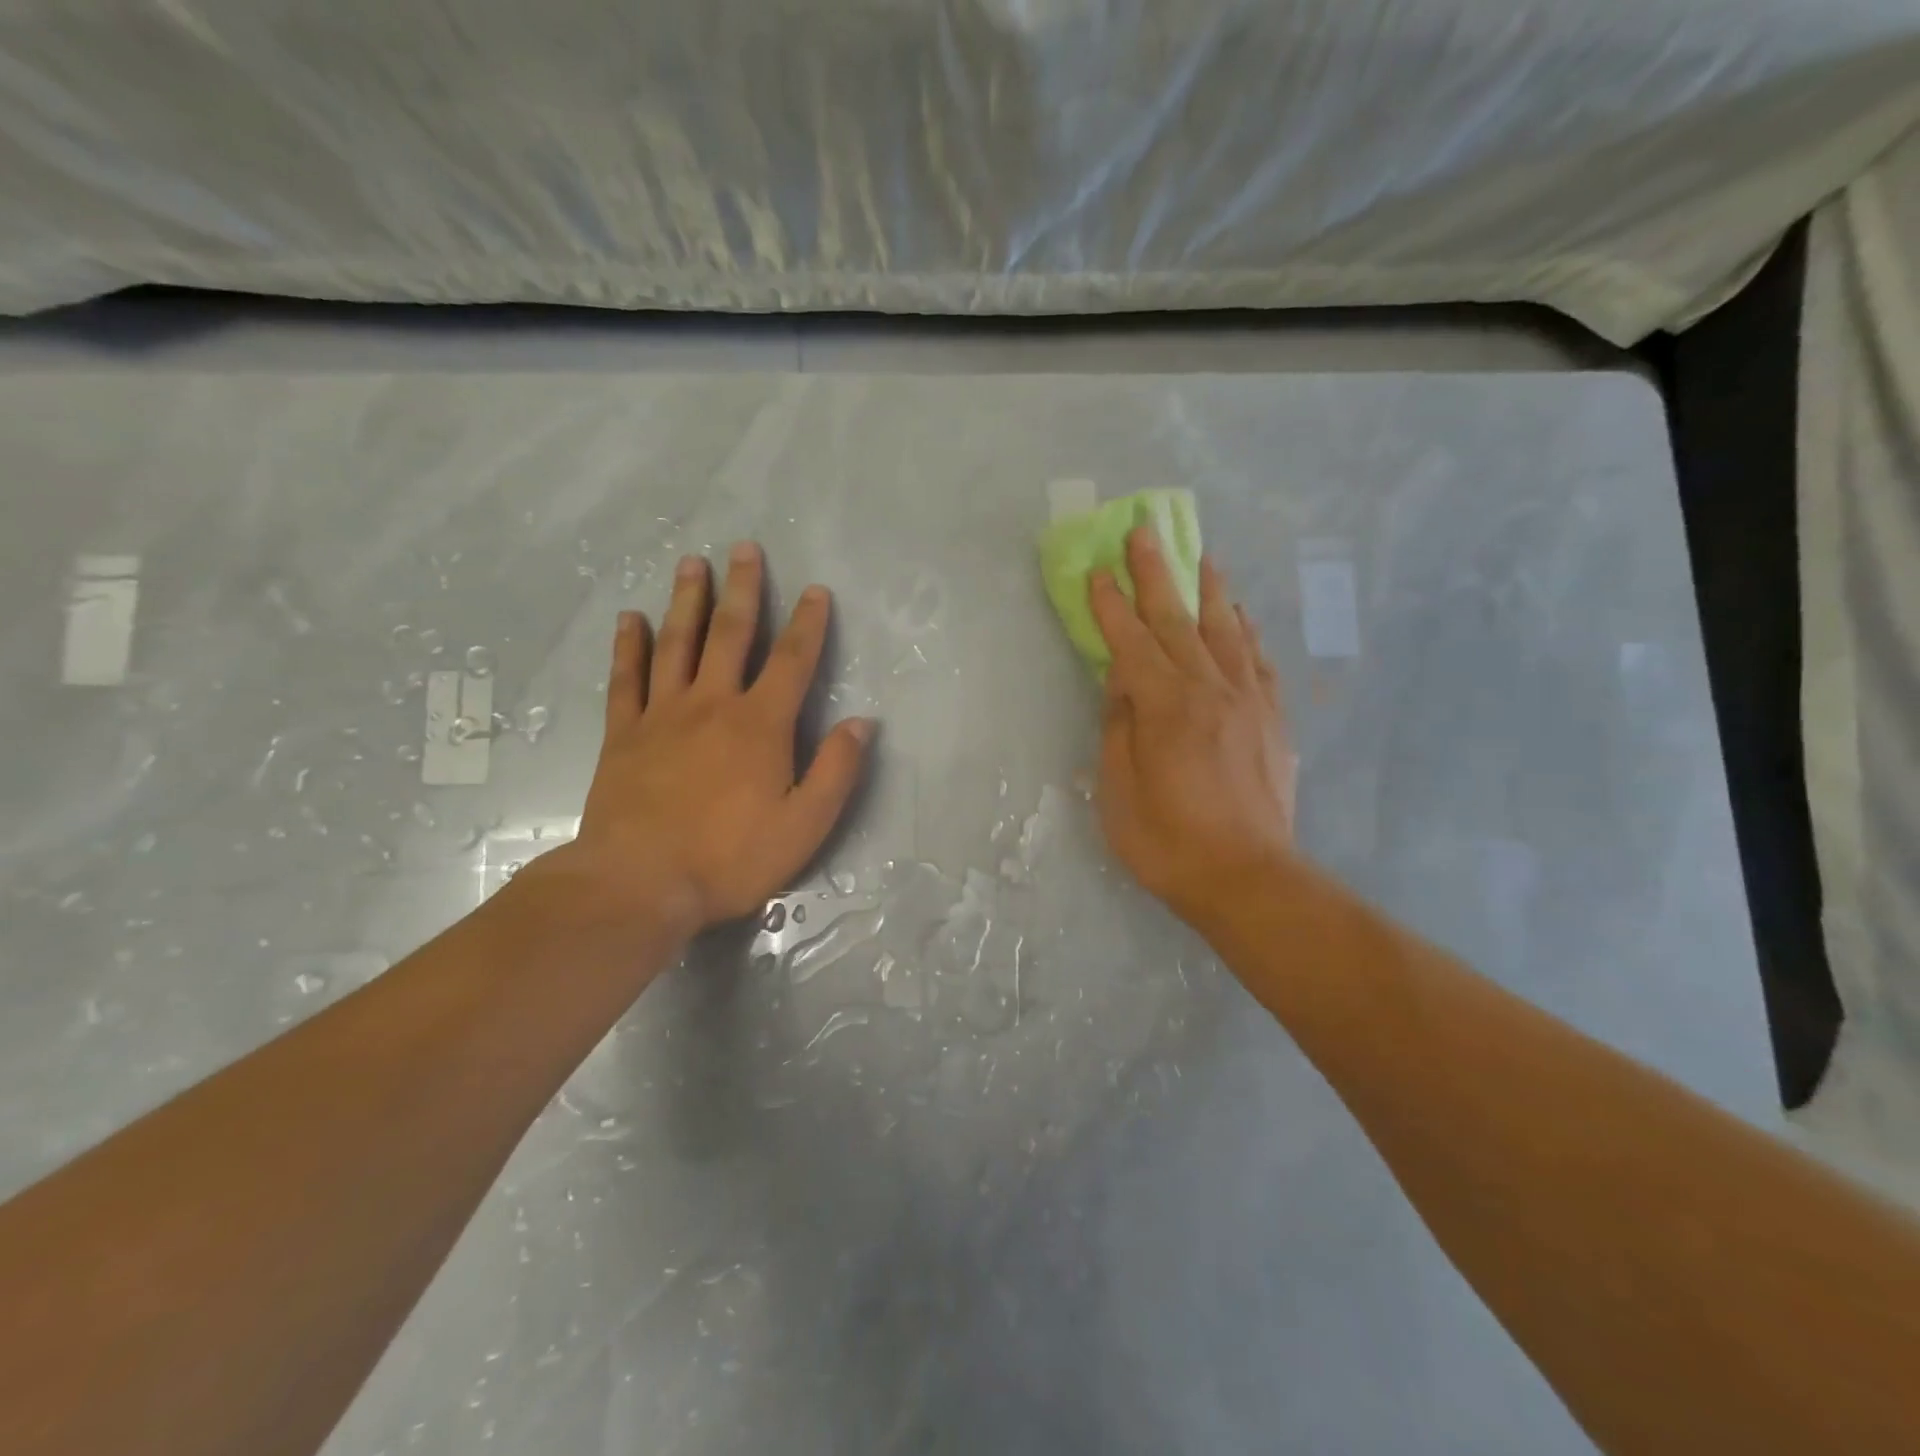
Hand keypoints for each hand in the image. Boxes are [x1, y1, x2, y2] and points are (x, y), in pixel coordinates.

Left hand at [537, 542, 874, 939]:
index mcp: (760, 725)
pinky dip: (628, 646)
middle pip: (730, 635)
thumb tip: (863, 723)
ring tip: (691, 563)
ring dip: (686, 601)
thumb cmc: (730, 858)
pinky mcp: (623, 734)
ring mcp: (662, 715)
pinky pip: (626, 678)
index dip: (808, 623)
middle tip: (744, 548)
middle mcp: (712, 704)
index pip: (793, 661)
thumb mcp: (805, 824)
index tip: (816, 590)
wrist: (639, 884)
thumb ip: (837, 770)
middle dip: (743, 590)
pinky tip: (630, 618)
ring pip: (677, 643)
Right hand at [1089, 526, 1297, 932]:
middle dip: (1156, 575)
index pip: (1130, 642)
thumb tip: (1121, 683)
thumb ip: (1120, 727)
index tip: (1096, 571)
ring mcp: (1248, 702)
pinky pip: (1258, 662)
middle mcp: (1209, 690)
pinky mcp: (1272, 721)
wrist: (1248, 879)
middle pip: (1177, 620)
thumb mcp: (1119, 790)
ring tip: (1201, 557)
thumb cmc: (1168, 842)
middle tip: (1143, 533)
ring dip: (1208, 591)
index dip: (1110, 606)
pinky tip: (1240, 618)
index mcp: (1165, 706)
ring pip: (1225, 631)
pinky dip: (1246, 633)